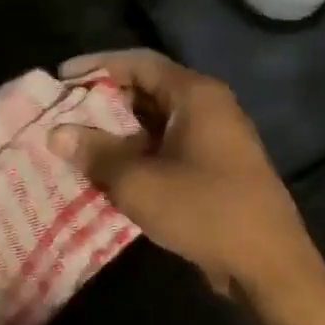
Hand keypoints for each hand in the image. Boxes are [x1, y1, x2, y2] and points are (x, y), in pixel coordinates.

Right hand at [50, 49, 324, 303]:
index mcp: (196, 95)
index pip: (139, 62)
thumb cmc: (204, 210)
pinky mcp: (215, 169)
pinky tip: (110, 174)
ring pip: (156, 123)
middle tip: (63, 116)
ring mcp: (215, 139)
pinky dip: (138, 155)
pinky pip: (168, 149)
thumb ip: (96, 153)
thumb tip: (57, 133)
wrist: (267, 262)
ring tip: (77, 146)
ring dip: (118, 133)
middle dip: (104, 102)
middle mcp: (209, 108)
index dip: (97, 66)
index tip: (61, 78)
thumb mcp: (139, 182)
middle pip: (148, 90)